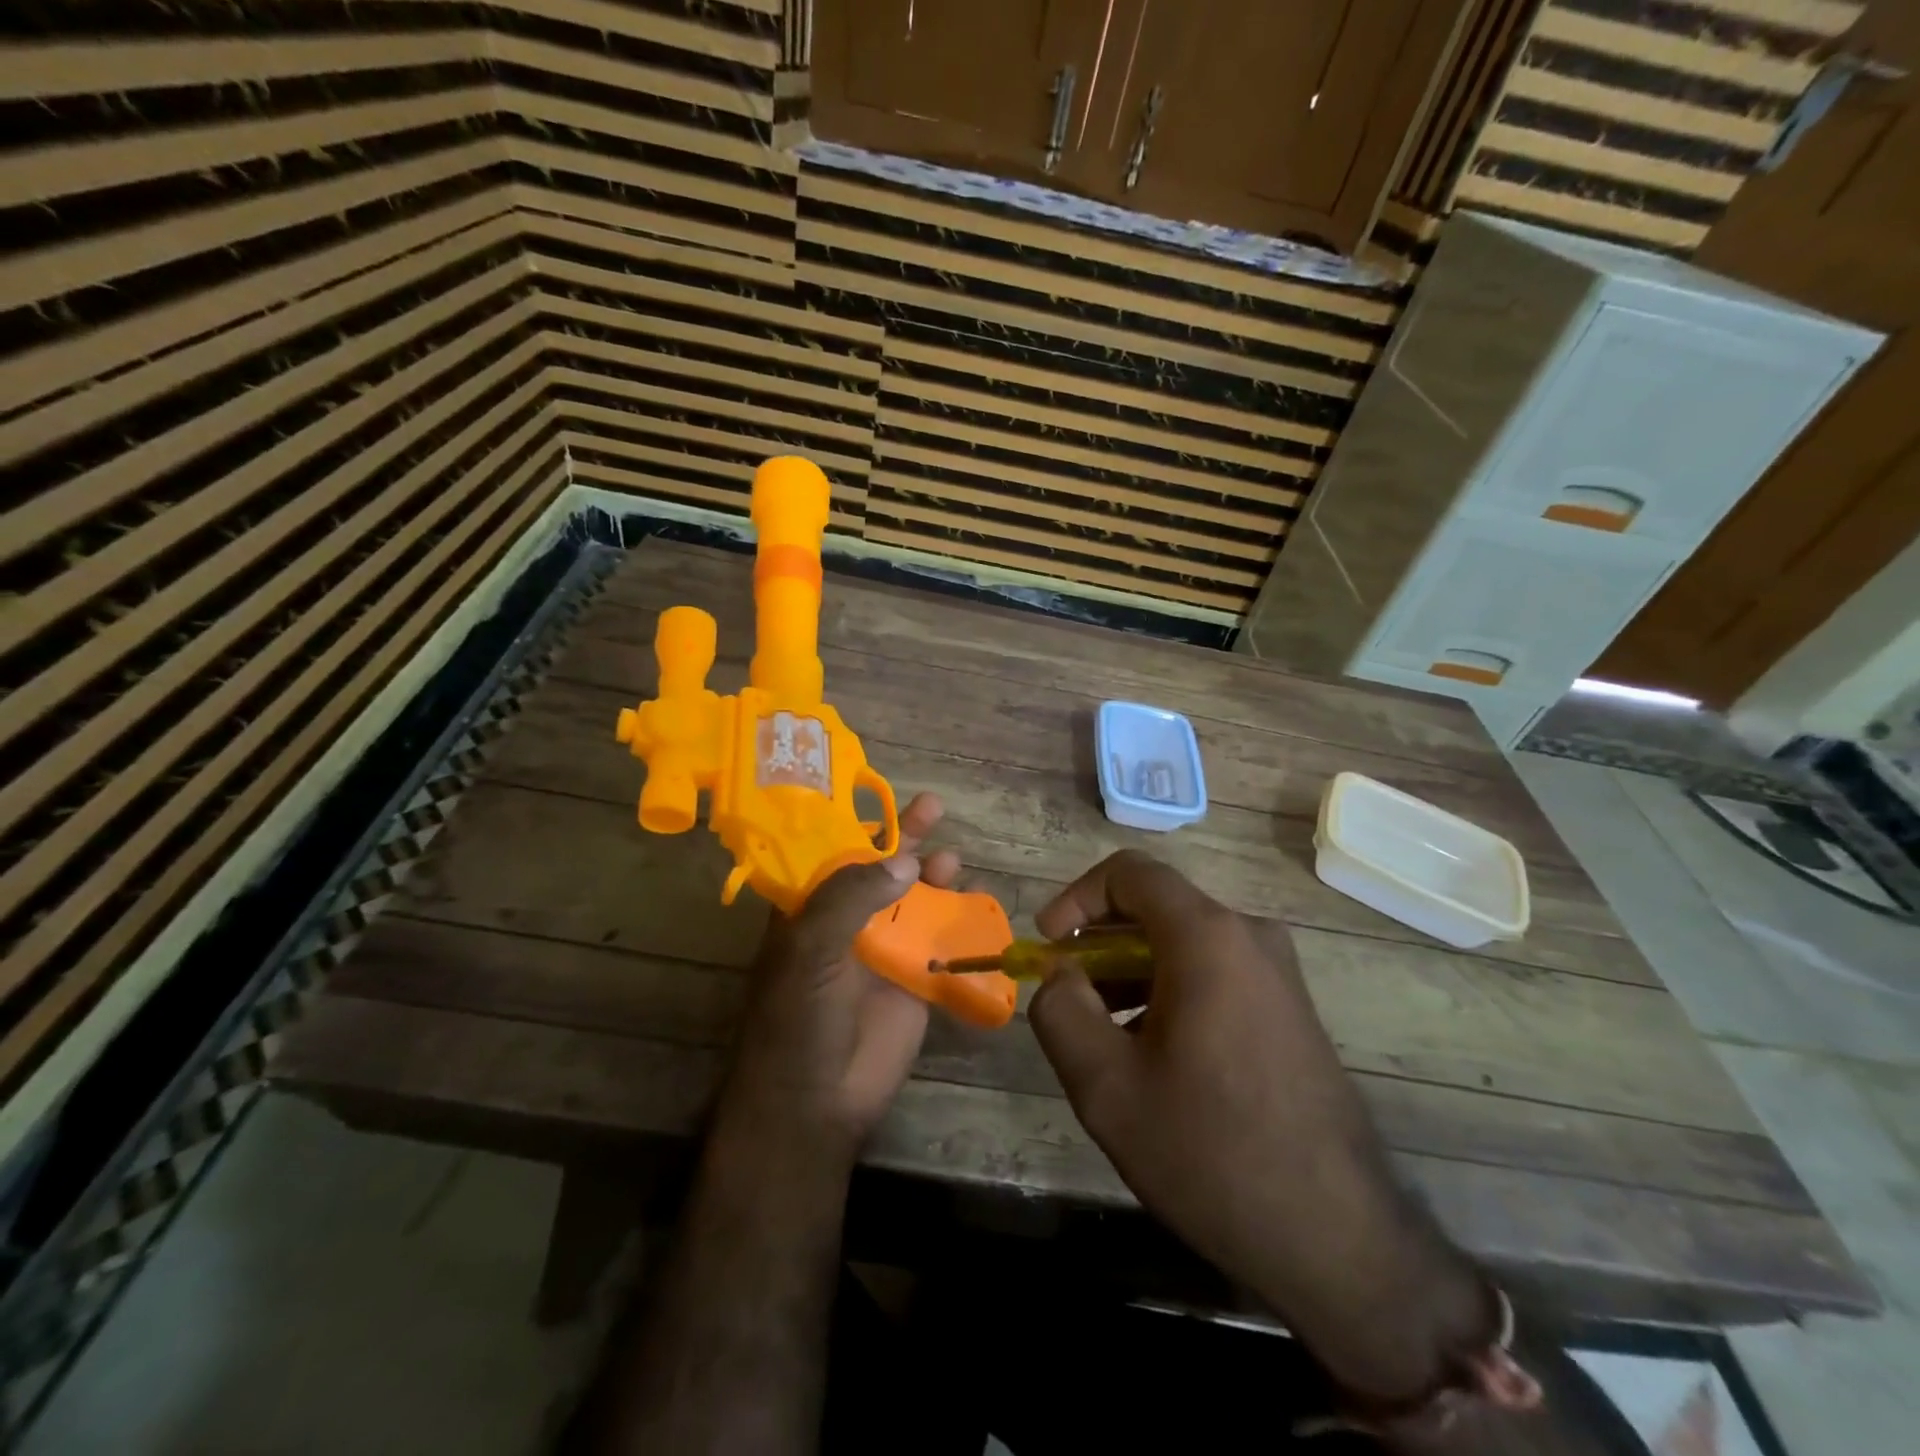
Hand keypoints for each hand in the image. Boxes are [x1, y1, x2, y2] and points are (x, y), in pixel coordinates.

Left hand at [719, 792, 958, 1157]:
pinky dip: (957, 919)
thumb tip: (906, 860)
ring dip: (932, 875)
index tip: (885, 794)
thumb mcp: (811, 948)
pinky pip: (939, 941)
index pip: (835, 853)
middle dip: (903, 839)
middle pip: (879, 870)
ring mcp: (881, 952)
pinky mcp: (914, 981)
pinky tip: (974, 900)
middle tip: (933, 807)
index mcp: (809, 911)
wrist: (816, 1102)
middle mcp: (845, 924)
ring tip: (951, 857)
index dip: (859, 823)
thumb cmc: (798, 1019)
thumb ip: (852, 897)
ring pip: (913, 900)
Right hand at [1027, 851, 1493, 1403]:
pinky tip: (1156, 1055)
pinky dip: (1170, 990)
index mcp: (1208, 937)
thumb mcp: (1106, 1087)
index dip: (1076, 898)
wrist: (1338, 1240)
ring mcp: (1279, 973)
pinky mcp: (1291, 1009)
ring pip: (1185, 943)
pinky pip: (1215, 972)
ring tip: (1106, 1035)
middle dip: (1101, 942)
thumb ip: (1060, 1011)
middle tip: (1071, 996)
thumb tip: (1061, 977)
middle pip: (1157, 907)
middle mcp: (1250, 937)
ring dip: (1133, 971)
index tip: (1050, 946)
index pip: (1129, 872)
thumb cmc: (1211, 1151)